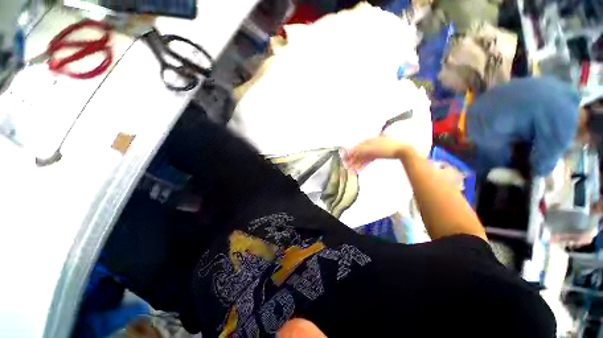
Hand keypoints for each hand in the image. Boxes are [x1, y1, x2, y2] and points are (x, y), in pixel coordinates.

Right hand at [347, 136, 410, 168]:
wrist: (403, 149)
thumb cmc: (388, 147)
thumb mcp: (371, 148)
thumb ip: (361, 150)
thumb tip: (353, 153)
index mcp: (368, 141)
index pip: (356, 147)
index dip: (351, 154)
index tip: (346, 159)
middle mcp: (370, 144)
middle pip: (360, 153)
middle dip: (354, 160)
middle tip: (349, 166)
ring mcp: (375, 149)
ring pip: (364, 157)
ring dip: (358, 163)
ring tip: (354, 169)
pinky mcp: (380, 154)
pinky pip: (370, 159)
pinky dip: (365, 164)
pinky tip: (362, 168)